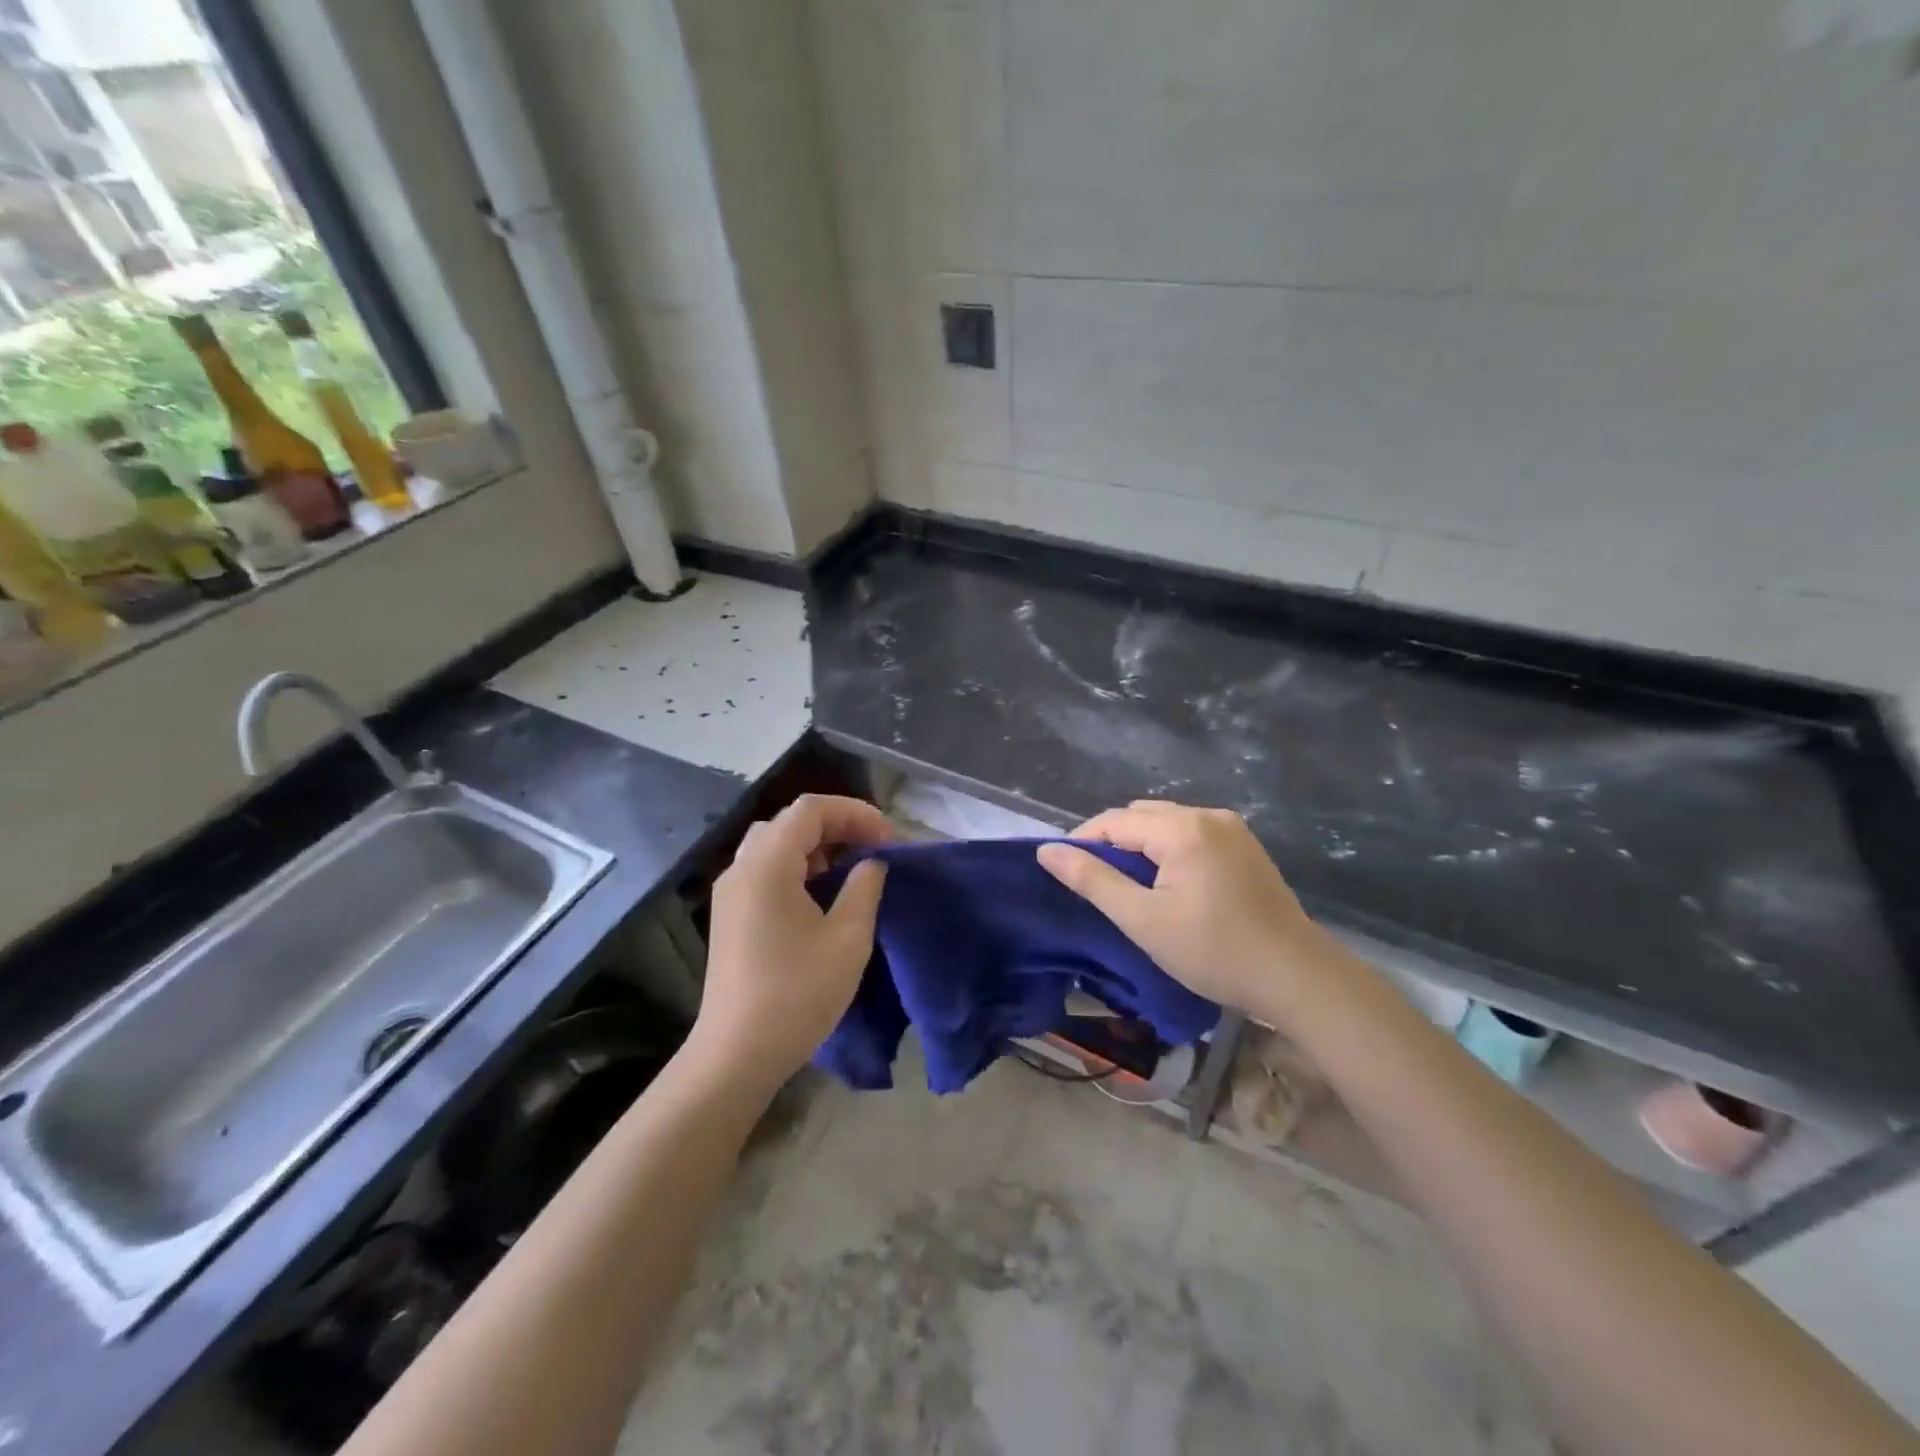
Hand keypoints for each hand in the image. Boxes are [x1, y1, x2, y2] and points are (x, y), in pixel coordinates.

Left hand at [693, 795, 892, 1090]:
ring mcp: (731, 890)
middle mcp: (742, 866)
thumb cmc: (797, 993)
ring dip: (817, 845)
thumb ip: (865, 887)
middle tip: (874, 850)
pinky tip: (821, 895)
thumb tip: (872, 862)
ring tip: (851, 869)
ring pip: (775, 843)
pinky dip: (797, 865)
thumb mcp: (848, 938)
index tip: (889, 841)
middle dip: (838, 825)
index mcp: (768, 863)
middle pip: (791, 820)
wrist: (736, 1054)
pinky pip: (765, 868)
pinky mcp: (730, 914)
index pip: (812, 809)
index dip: (856, 813)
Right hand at [1038, 801, 1352, 1031]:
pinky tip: (1169, 884)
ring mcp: (1231, 828)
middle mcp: (1207, 815)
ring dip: (1141, 846)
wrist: (1296, 976)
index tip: (1065, 873)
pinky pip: (1191, 833)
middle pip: (1140, 816)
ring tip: (1130, 887)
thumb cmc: (1214, 951)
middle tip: (1099, 886)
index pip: (1113, 820)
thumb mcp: (1143, 920)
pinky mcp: (1245, 845)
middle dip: (1112, 843)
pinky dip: (1169, 850)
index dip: (1082, 842)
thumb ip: (1092, 880)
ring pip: (1166, 823)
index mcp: (1182, 829)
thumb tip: (1047, 851)